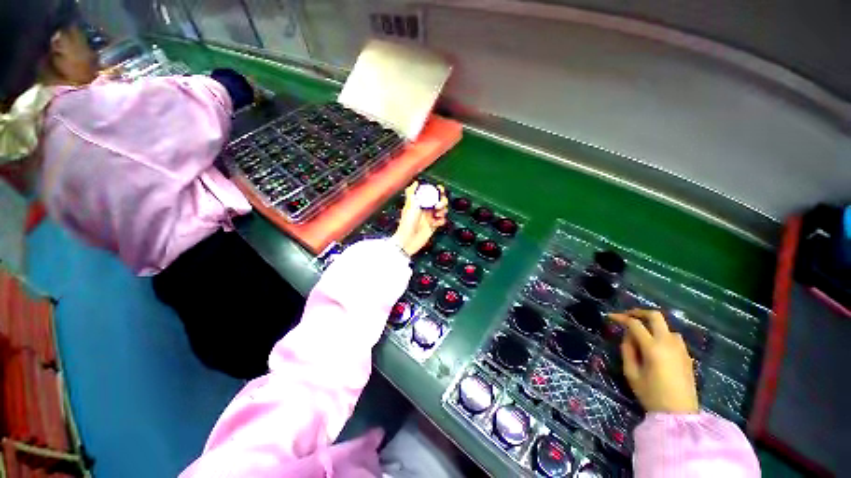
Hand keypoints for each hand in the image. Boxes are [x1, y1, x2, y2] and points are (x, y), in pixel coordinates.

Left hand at [392, 181, 447, 255]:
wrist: (408, 240)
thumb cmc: (407, 223)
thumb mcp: (409, 205)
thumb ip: (412, 193)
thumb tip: (415, 182)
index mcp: (420, 201)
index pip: (431, 191)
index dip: (437, 190)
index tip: (439, 190)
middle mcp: (426, 208)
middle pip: (440, 200)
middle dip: (442, 201)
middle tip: (438, 206)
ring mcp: (430, 217)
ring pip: (443, 210)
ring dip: (442, 211)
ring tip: (437, 216)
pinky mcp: (433, 226)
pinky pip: (442, 220)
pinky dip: (441, 221)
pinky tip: (435, 223)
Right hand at [609, 309, 698, 413]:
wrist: (679, 414)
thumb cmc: (651, 395)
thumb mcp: (631, 373)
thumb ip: (627, 351)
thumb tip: (627, 336)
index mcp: (652, 348)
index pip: (634, 324)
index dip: (621, 317)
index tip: (610, 317)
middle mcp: (668, 343)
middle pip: (655, 316)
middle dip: (639, 312)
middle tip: (627, 316)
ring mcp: (680, 349)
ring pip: (666, 326)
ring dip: (652, 325)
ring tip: (642, 334)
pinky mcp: (687, 356)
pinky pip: (673, 337)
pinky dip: (662, 335)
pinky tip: (656, 346)